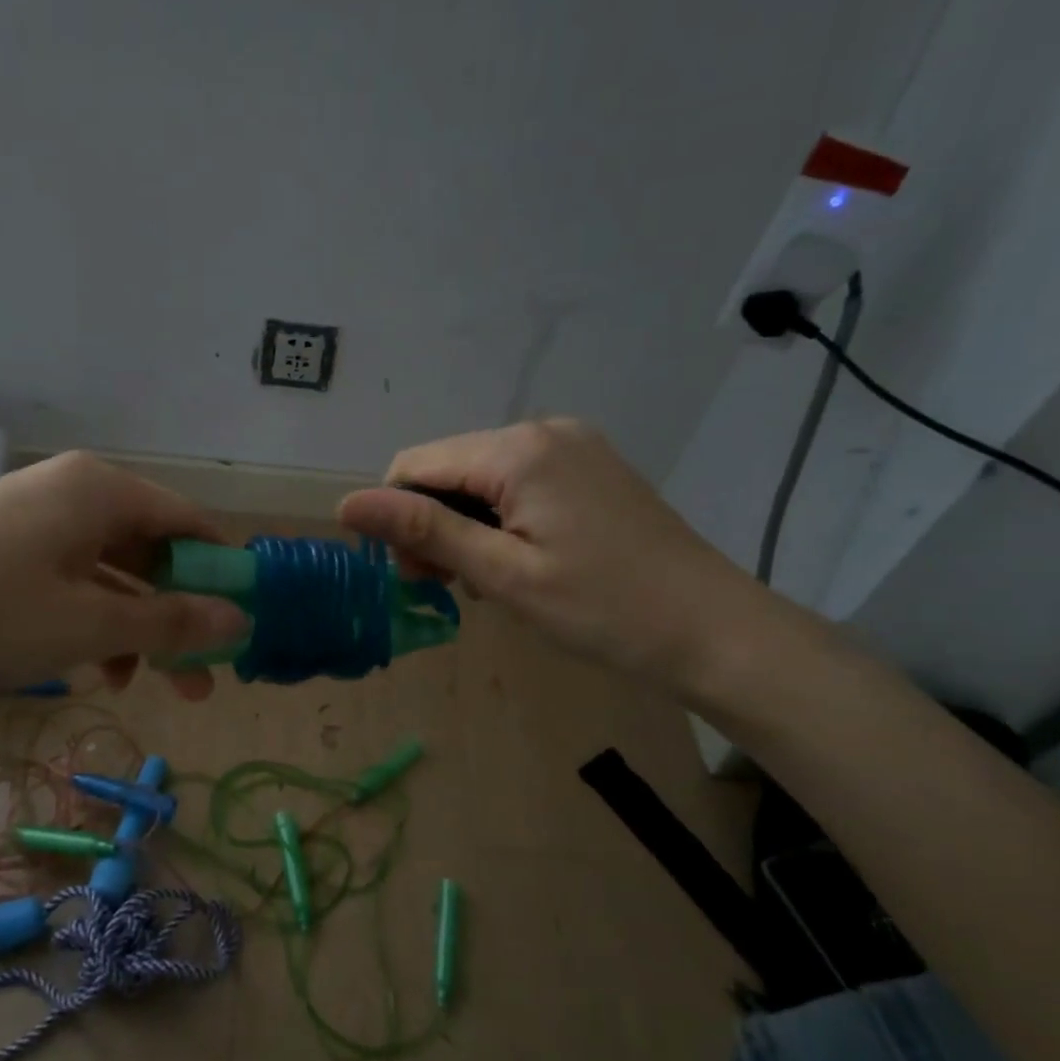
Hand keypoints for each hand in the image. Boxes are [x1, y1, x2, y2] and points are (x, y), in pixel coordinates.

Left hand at [0, 451, 249, 713]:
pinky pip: (68, 585)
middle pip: (151, 550)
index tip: (239, 631)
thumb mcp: (87, 624)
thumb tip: (242, 620)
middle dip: (179, 614)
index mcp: (100, 490)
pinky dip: (90, 624)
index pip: (190, 523)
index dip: (221, 576)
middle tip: (201, 679)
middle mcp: (70, 493)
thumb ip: (171, 621)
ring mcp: (30, 524)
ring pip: (109, 574)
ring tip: (143, 685)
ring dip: (135, 627)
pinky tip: (90, 670)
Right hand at [338, 419, 765, 692]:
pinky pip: (518, 482)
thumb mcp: (503, 574)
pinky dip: (501, 519)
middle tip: (449, 587)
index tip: (415, 575)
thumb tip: (346, 503)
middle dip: (433, 523)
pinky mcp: (590, 467)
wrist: (713, 630)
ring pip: (481, 478)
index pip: (415, 464)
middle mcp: (543, 430)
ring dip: (466, 526)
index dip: (396, 516)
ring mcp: (573, 445)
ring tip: (487, 581)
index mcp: (517, 450)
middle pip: (448, 468)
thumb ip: (424, 530)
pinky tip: (519, 560)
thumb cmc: (603, 609)